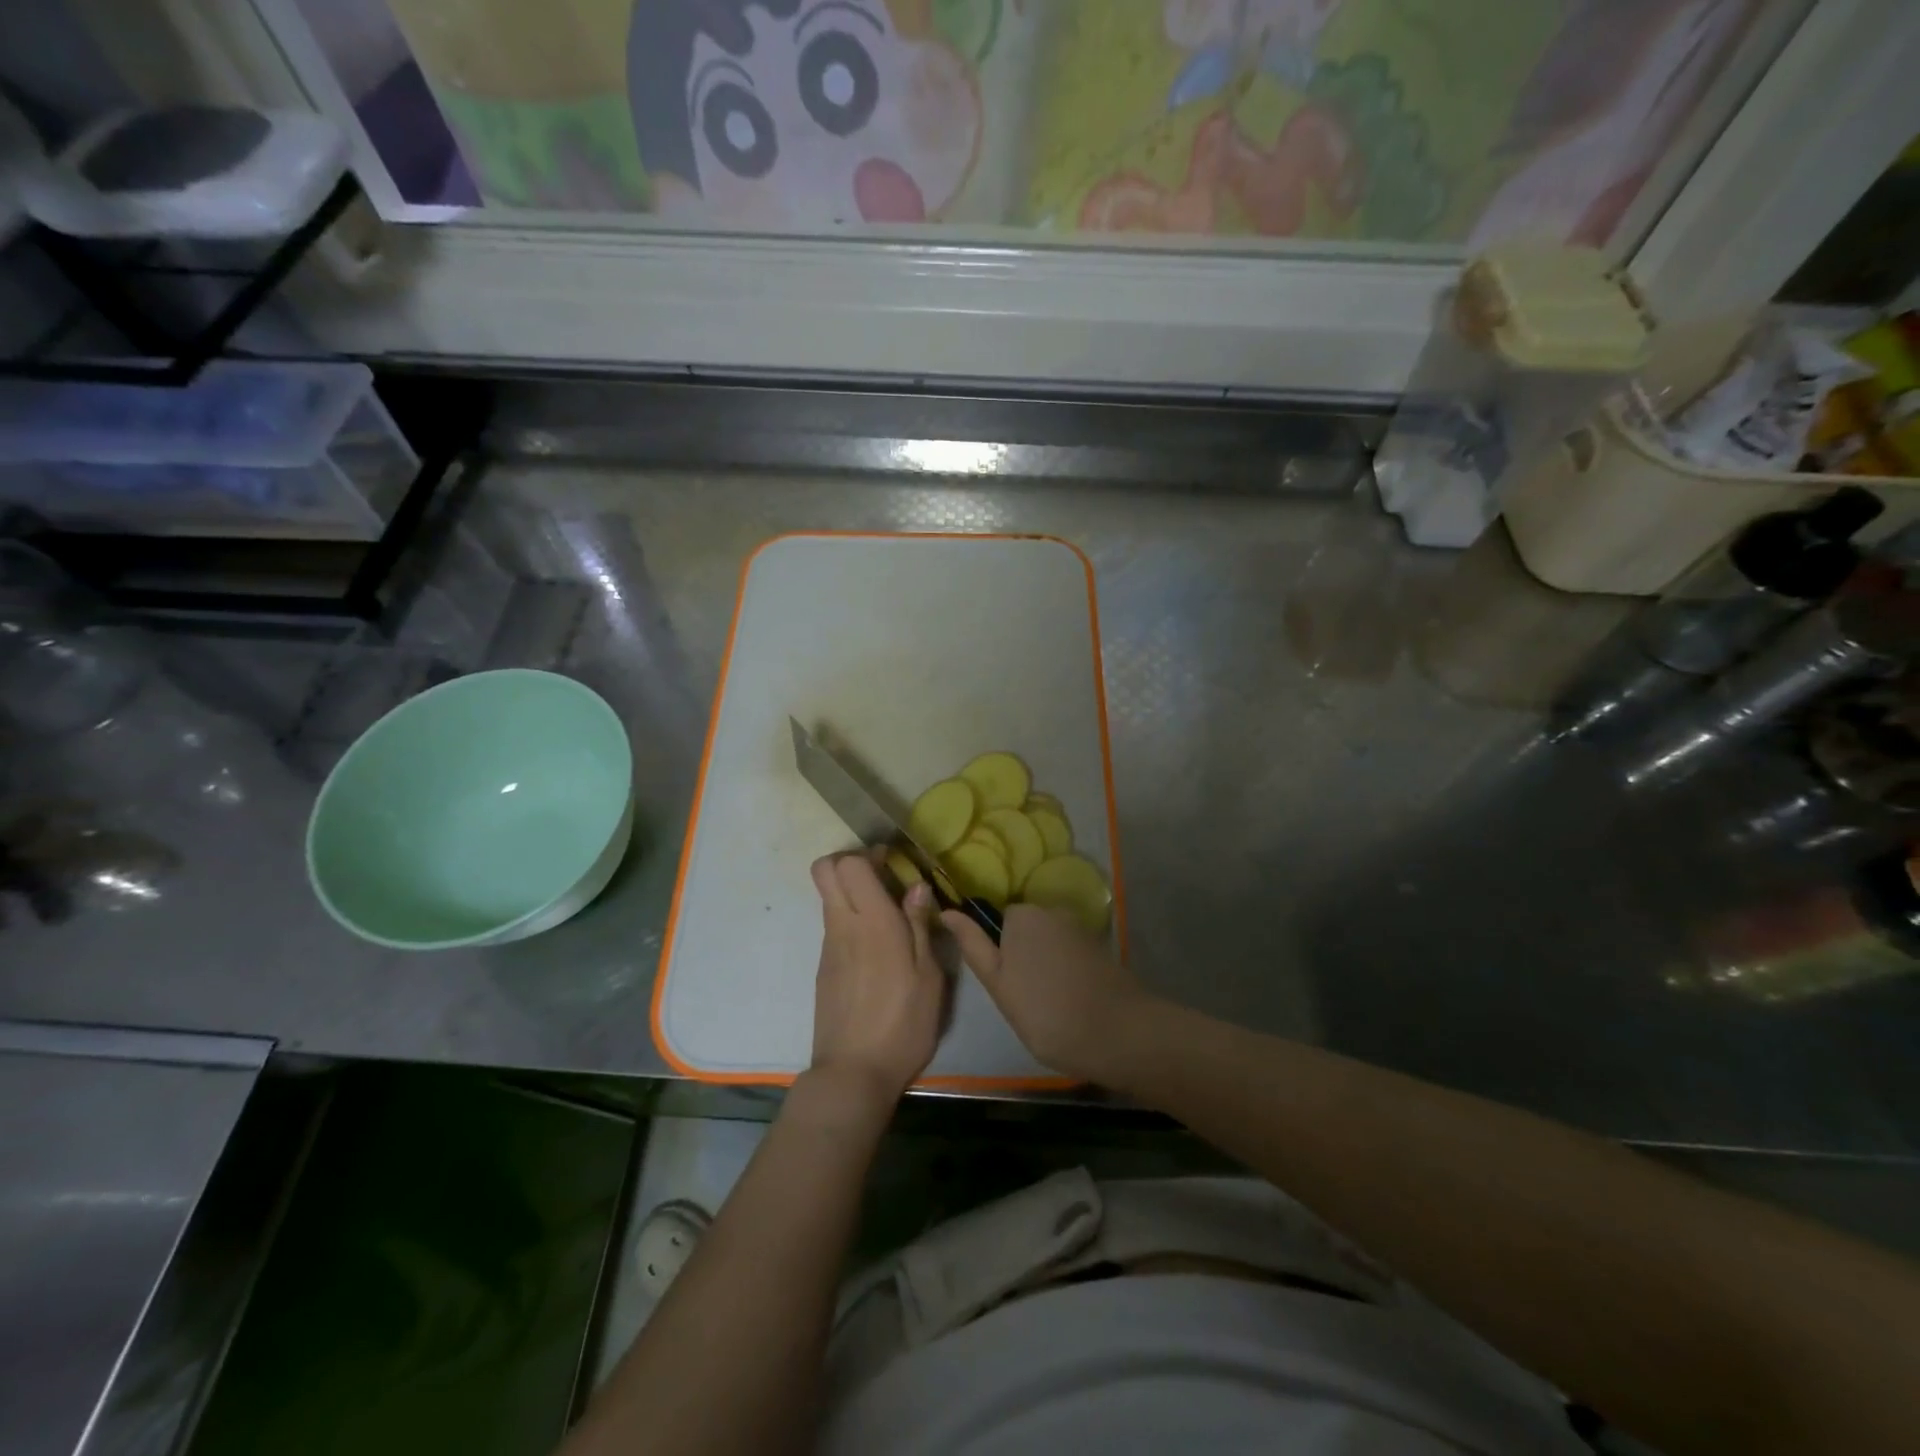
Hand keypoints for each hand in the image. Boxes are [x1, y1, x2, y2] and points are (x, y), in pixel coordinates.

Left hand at [809, 851, 945, 1104]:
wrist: (853, 1073)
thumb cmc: (903, 1024)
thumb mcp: (929, 977)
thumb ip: (921, 926)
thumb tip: (916, 886)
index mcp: (874, 923)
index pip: (849, 864)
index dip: (867, 854)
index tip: (891, 863)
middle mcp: (843, 926)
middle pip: (824, 870)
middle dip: (849, 862)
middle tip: (881, 878)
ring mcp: (828, 947)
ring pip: (828, 897)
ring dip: (852, 893)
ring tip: (888, 918)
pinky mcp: (823, 967)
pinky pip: (833, 926)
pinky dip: (851, 921)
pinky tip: (877, 950)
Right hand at [942, 904, 1158, 1085]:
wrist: (1117, 1032)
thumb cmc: (1045, 1010)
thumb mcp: (997, 982)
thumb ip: (972, 944)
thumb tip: (946, 911)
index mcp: (1023, 914)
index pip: (998, 921)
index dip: (998, 953)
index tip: (1004, 984)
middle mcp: (1052, 910)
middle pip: (1026, 930)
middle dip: (1022, 956)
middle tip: (1023, 998)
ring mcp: (1080, 928)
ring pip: (1049, 944)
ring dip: (1045, 966)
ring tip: (1049, 1004)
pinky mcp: (1100, 948)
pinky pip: (1071, 955)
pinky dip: (1067, 972)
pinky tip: (1071, 1001)